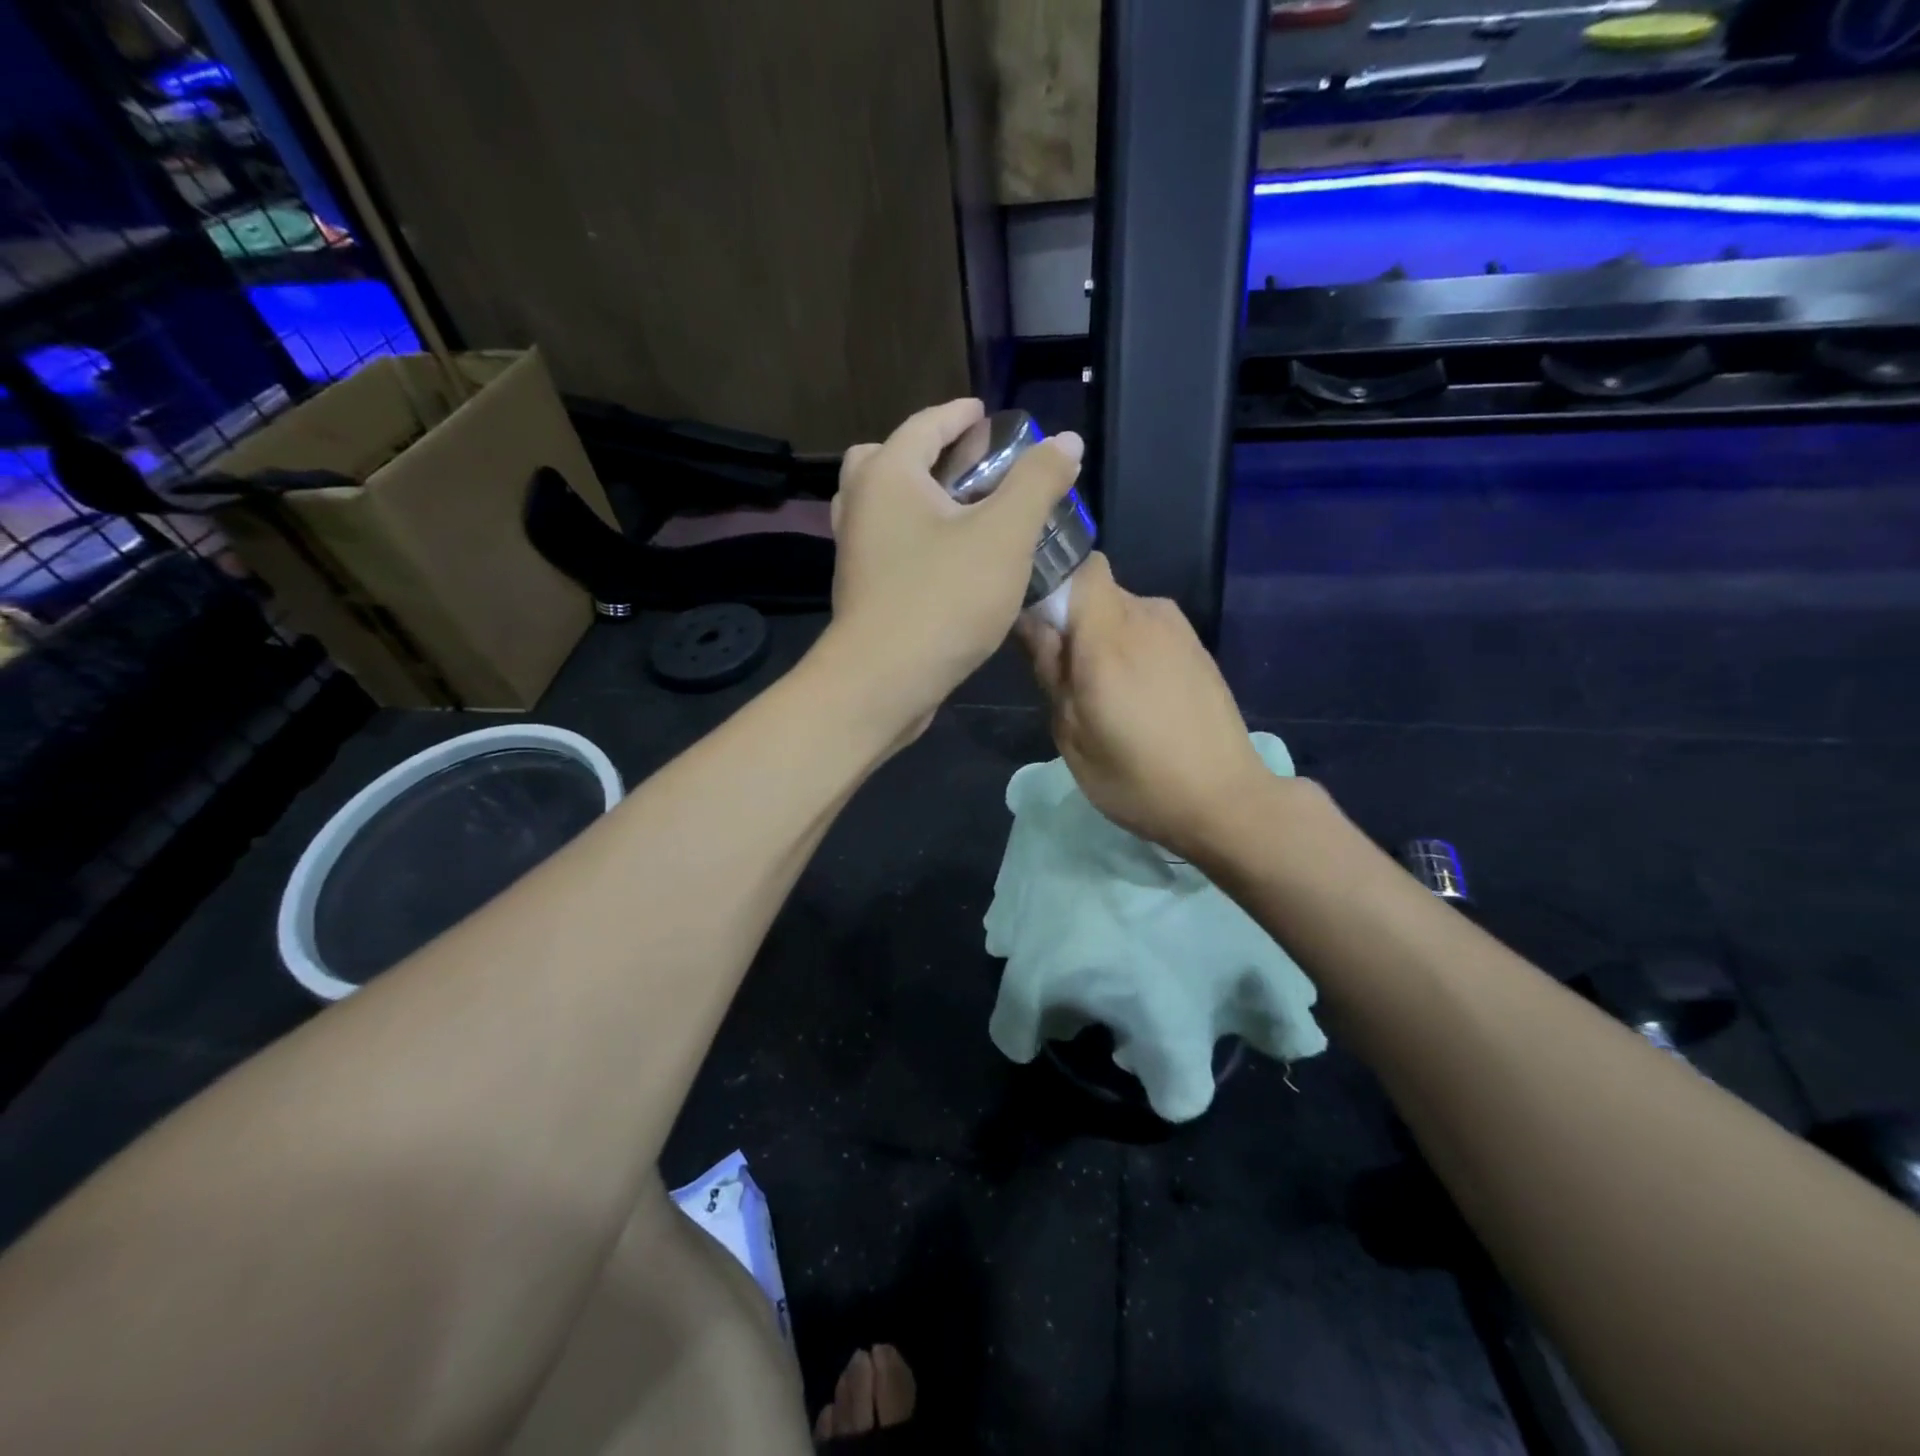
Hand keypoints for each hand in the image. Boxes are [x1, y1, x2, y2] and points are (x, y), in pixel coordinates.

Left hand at [823, 398, 1082, 741]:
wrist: (883, 681)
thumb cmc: (943, 599)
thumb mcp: (1004, 536)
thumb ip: (1037, 482)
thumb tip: (1067, 440)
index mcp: (888, 476)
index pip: (924, 425)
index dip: (959, 415)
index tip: (986, 414)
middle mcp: (860, 505)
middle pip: (887, 459)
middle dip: (927, 453)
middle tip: (966, 463)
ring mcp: (855, 551)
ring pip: (882, 505)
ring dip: (917, 497)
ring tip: (963, 510)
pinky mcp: (862, 589)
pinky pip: (887, 543)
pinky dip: (913, 534)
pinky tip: (949, 558)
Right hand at [1020, 553, 1271, 857]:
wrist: (1226, 800)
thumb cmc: (1136, 778)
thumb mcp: (1072, 734)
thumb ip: (1050, 669)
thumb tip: (1031, 622)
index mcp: (1109, 635)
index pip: (1080, 566)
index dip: (1054, 582)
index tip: (1038, 622)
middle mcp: (1147, 616)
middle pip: (1097, 591)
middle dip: (1074, 622)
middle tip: (1067, 678)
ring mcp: (1179, 630)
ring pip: (1123, 612)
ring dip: (1104, 639)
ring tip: (1105, 695)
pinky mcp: (1198, 649)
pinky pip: (1149, 631)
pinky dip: (1133, 650)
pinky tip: (1140, 699)